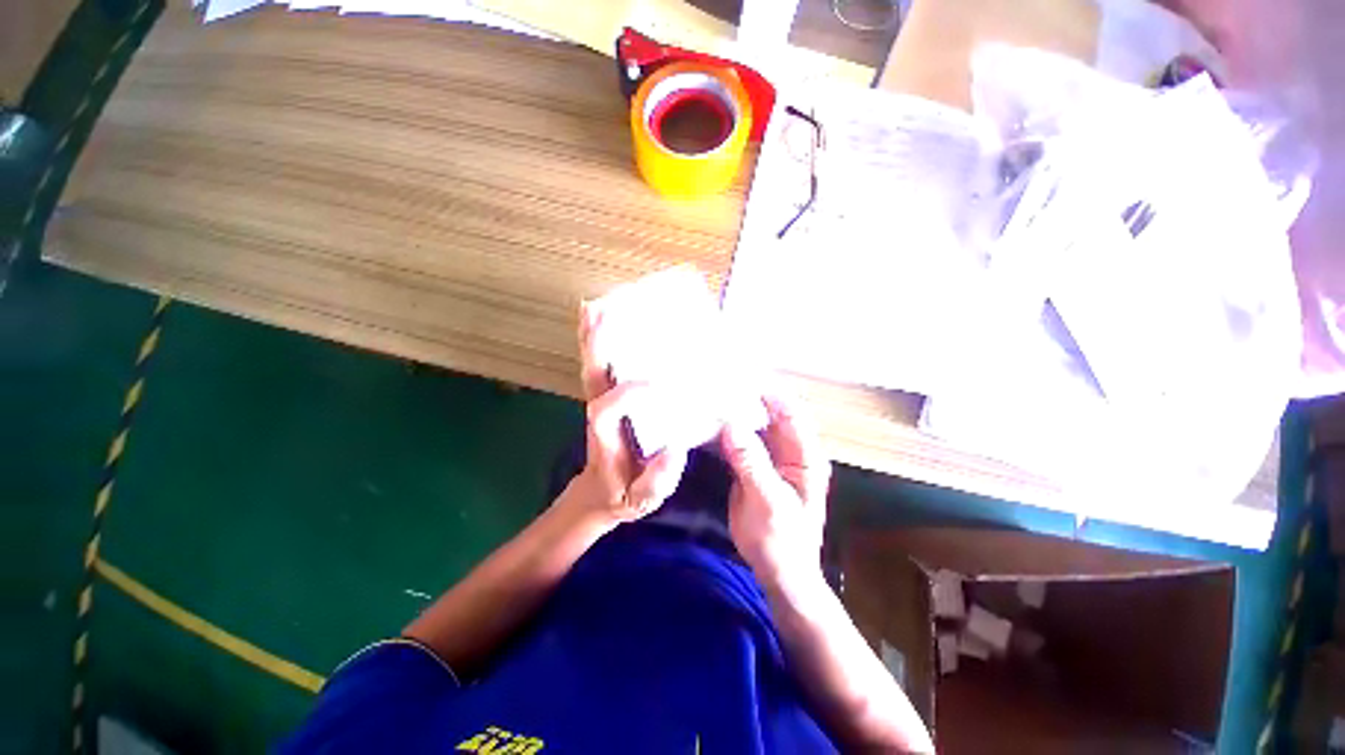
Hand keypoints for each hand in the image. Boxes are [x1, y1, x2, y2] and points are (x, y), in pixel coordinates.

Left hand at [565, 301, 687, 526]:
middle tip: (605, 312)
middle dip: (597, 345)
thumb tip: (675, 449)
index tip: (658, 384)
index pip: (607, 408)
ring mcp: (599, 401)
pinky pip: (599, 367)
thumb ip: (657, 480)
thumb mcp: (642, 499)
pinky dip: (596, 343)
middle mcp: (598, 412)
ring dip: (592, 336)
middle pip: (593, 375)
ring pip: (592, 365)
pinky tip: (600, 319)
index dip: (628, 393)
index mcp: (605, 436)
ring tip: (599, 305)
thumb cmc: (621, 493)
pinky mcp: (605, 397)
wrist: (600, 493)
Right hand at [721, 391, 830, 586]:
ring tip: (708, 397)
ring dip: (733, 414)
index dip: (770, 394)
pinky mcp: (750, 467)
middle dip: (747, 399)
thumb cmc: (783, 541)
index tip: (743, 378)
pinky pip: (737, 443)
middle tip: (719, 383)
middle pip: (769, 416)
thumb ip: (752, 463)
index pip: (791, 414)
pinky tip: (705, 423)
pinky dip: (723, 433)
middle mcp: (788, 451)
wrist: (777, 571)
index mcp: (804, 457)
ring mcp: (768, 458)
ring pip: (751, 427)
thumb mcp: (769, 502)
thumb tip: (731, 424)